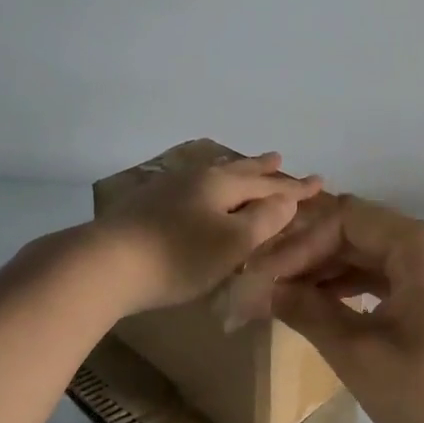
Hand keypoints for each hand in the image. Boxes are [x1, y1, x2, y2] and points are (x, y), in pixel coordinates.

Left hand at [90, 152, 322, 316]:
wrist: (103, 264)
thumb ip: (263, 220)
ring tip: (243, 167)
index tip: (320, 181)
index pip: (268, 184)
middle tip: (279, 157)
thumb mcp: (231, 243)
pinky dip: (209, 186)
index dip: (295, 187)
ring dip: (233, 172)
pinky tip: (198, 192)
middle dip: (261, 168)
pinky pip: (192, 187)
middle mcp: (197, 178)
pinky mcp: (147, 205)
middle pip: (237, 171)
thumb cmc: (177, 257)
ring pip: (211, 175)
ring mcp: (168, 189)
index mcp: (221, 185)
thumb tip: (287, 199)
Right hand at [255, 195, 423, 422]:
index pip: (346, 218)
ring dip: (329, 271)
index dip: (299, 244)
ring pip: (373, 251)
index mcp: (423, 244)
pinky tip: (321, 304)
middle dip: (310, 256)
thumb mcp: (358, 353)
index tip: (261, 277)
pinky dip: (356, 285)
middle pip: (359, 230)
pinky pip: (392, 273)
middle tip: (265, 287)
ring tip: (284, 297)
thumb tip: (255, 289)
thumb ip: (306, 310)